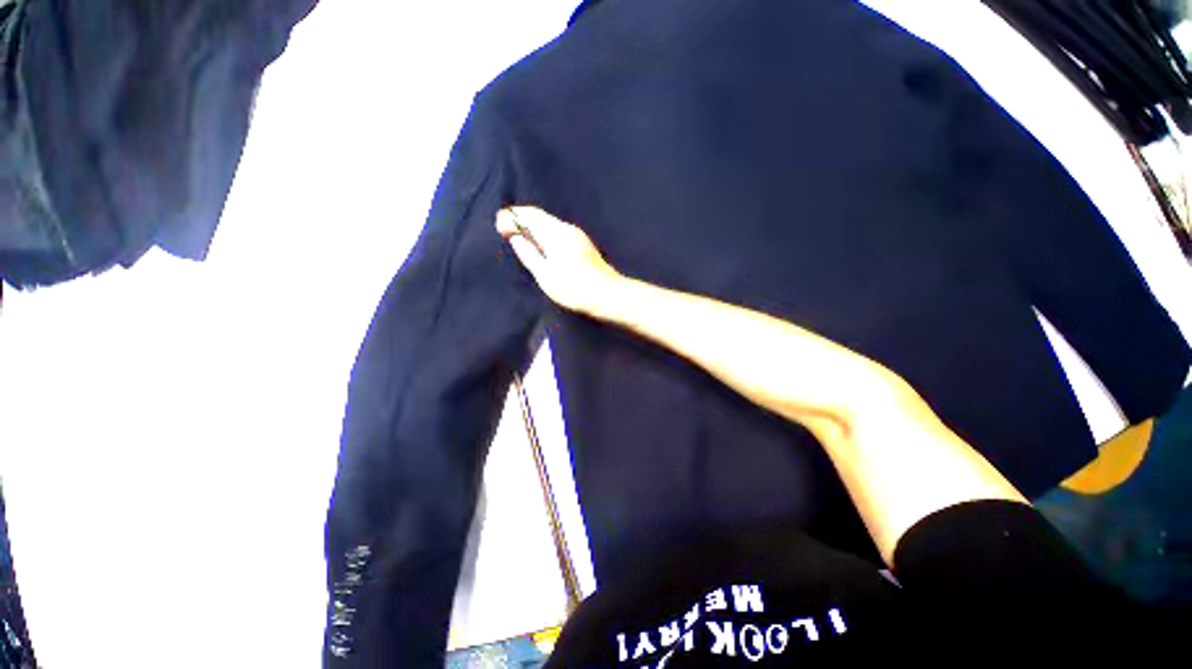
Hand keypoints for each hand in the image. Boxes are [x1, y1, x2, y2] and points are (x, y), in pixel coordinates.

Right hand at [496, 206, 623, 316]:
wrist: (607, 294)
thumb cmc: (573, 287)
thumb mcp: (545, 274)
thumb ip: (529, 254)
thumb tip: (517, 238)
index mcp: (555, 232)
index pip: (529, 215)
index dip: (512, 217)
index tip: (499, 225)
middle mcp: (566, 228)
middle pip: (540, 216)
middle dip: (521, 220)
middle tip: (504, 228)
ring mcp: (577, 235)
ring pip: (549, 224)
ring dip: (532, 227)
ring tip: (519, 236)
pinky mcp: (582, 245)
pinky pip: (557, 232)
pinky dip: (544, 234)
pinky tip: (540, 245)